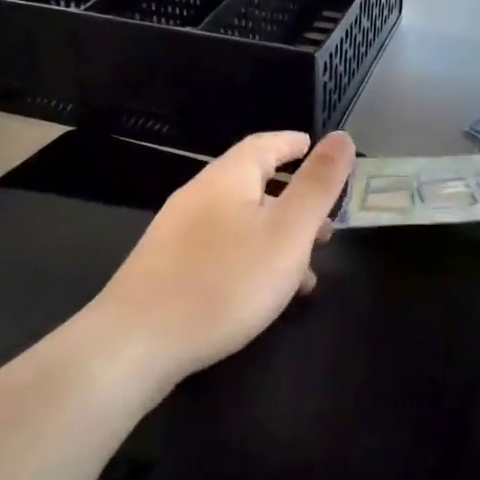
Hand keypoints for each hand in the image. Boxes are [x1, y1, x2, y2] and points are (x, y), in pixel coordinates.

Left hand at [86, 131, 355, 383]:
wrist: (137, 343)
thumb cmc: (225, 281)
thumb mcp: (288, 232)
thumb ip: (318, 185)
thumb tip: (342, 136)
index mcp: (228, 178)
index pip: (265, 144)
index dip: (293, 144)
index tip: (316, 147)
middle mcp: (199, 196)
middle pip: (253, 184)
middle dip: (294, 200)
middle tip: (327, 224)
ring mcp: (179, 233)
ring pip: (241, 222)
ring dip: (277, 237)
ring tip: (308, 269)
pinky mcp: (169, 267)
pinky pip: (222, 249)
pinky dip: (253, 258)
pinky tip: (266, 294)